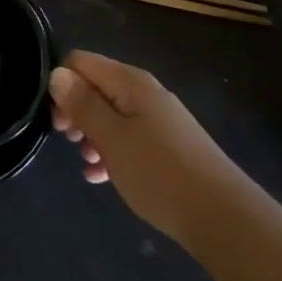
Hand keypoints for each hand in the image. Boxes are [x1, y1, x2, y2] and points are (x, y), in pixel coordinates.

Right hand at [49, 51, 238, 244]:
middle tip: (67, 140)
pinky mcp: (168, 146)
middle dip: (75, 110)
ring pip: (111, 114)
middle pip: (95, 86)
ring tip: (87, 163)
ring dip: (92, 134)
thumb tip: (57, 73)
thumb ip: (82, 104)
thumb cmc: (160, 174)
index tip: (56, 118)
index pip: (80, 61)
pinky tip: (102, 177)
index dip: (61, 84)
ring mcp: (159, 119)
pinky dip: (111, 150)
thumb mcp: (112, 138)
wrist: (225, 219)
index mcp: (130, 82)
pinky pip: (128, 137)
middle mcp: (144, 92)